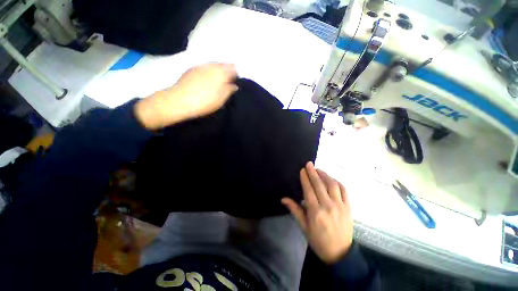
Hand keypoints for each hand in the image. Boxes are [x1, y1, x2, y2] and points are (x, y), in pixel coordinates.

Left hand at [135, 63, 237, 129]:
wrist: (179, 101)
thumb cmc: (204, 101)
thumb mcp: (221, 99)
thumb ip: (229, 90)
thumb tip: (234, 85)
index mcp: (220, 72)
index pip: (232, 68)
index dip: (236, 73)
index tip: (236, 80)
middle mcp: (210, 66)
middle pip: (222, 64)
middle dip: (227, 70)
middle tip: (229, 80)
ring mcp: (199, 66)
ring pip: (213, 65)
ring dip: (218, 70)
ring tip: (219, 80)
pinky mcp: (191, 70)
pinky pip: (204, 67)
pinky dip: (209, 71)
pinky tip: (207, 79)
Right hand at [282, 162, 353, 263]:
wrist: (340, 254)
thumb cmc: (318, 240)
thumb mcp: (304, 227)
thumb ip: (295, 210)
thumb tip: (283, 199)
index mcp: (315, 211)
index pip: (309, 190)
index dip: (305, 178)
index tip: (302, 170)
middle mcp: (328, 206)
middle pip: (319, 185)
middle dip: (313, 172)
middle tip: (309, 164)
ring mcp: (340, 206)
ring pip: (332, 185)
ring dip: (325, 175)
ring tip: (319, 169)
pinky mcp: (348, 208)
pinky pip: (344, 191)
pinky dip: (337, 182)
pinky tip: (332, 179)